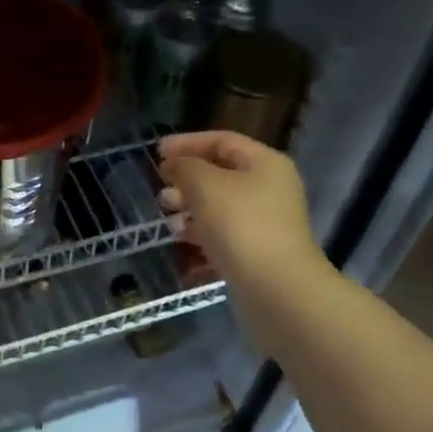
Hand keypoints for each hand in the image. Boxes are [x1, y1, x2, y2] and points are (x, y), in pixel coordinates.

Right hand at [158, 132, 332, 339]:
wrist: (276, 290)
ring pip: (220, 208)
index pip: (222, 141)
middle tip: (161, 191)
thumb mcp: (204, 184)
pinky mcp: (257, 254)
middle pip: (221, 175)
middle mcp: (269, 190)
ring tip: (167, 221)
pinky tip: (181, 245)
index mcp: (265, 164)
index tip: (156, 152)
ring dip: (190, 210)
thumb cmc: (240, 225)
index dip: (187, 143)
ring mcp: (265, 224)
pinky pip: (223, 237)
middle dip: (186, 181)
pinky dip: (200, 237)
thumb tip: (174, 165)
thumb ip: (184, 166)